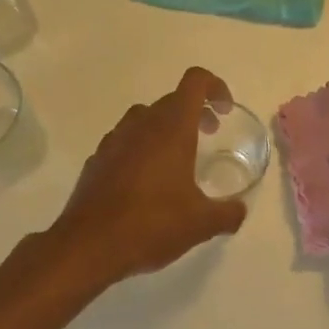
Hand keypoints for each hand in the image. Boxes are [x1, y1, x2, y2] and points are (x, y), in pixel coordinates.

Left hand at [48, 67, 248, 288]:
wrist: (88, 245)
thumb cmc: (151, 224)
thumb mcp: (201, 223)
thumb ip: (228, 213)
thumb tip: (240, 210)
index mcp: (171, 128)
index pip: (195, 82)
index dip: (215, 87)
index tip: (224, 112)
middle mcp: (141, 124)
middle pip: (172, 100)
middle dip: (194, 112)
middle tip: (209, 135)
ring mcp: (114, 140)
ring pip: (145, 118)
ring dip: (166, 128)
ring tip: (178, 159)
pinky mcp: (96, 160)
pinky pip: (124, 142)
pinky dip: (141, 149)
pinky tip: (146, 182)